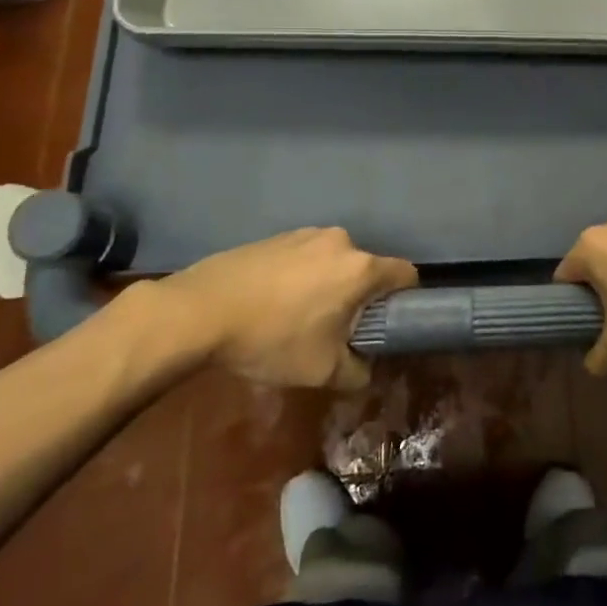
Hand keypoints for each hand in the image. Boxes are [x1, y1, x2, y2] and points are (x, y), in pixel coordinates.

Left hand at [125, 228, 417, 389]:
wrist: (201, 310)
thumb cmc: (272, 339)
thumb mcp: (321, 371)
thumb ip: (356, 372)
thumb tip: (365, 369)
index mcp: (360, 268)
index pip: (406, 273)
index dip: (406, 299)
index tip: (389, 323)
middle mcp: (340, 241)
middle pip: (366, 268)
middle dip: (360, 297)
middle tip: (338, 330)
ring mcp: (306, 233)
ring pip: (334, 262)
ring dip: (329, 285)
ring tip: (301, 318)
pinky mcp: (278, 236)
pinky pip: (306, 256)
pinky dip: (302, 277)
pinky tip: (274, 303)